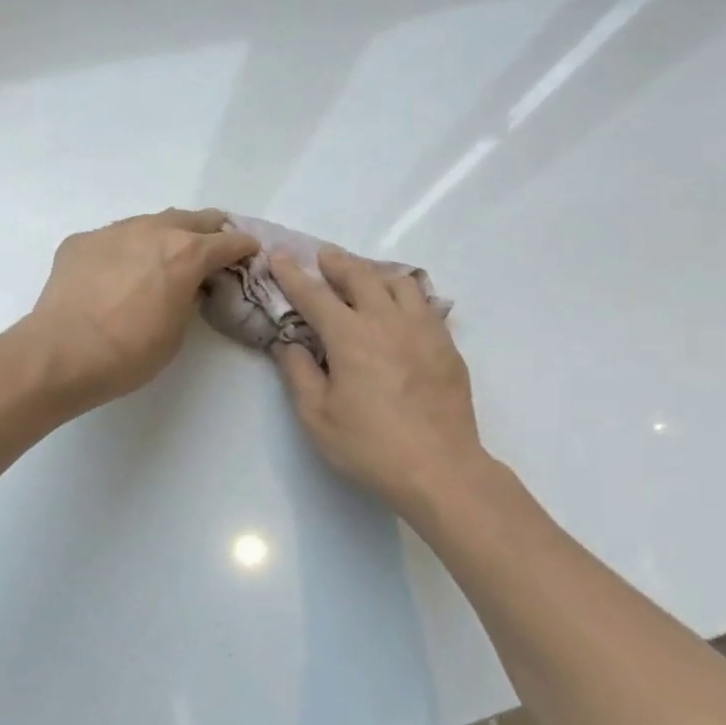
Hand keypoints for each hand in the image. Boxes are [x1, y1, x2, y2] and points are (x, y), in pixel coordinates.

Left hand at [19, 208, 259, 406]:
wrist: (61, 354)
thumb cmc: (128, 354)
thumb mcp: (176, 332)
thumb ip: (187, 299)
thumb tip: (184, 286)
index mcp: (186, 254)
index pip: (228, 241)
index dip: (243, 248)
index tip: (249, 253)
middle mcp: (153, 230)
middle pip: (192, 219)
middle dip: (209, 231)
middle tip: (213, 247)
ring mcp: (113, 231)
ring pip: (150, 222)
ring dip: (165, 235)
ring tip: (164, 255)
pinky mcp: (81, 241)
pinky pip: (114, 238)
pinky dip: (126, 250)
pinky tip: (117, 272)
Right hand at [271, 248, 487, 512]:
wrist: (439, 469)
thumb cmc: (369, 446)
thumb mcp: (316, 416)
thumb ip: (298, 373)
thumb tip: (287, 344)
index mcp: (350, 336)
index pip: (314, 295)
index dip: (293, 274)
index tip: (279, 256)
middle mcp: (387, 321)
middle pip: (360, 276)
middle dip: (336, 262)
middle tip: (323, 257)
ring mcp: (422, 330)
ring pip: (399, 282)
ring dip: (374, 272)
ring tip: (363, 277)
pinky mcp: (446, 346)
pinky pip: (424, 303)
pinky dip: (405, 294)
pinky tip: (400, 307)